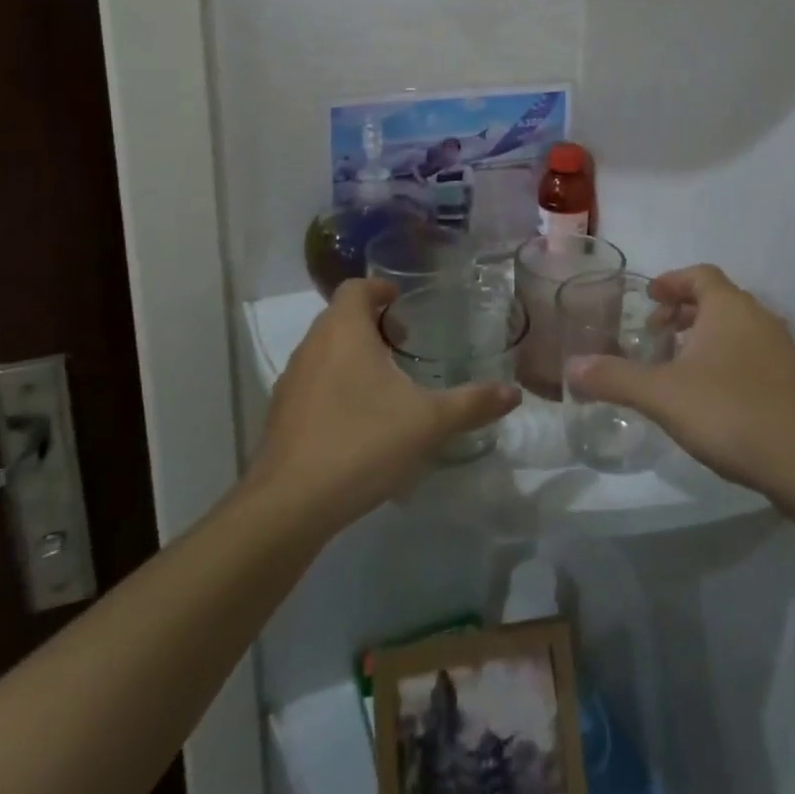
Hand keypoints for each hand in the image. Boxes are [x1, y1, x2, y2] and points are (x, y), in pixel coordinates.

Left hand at [248, 280, 520, 532]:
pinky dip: (335, 385)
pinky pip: (312, 383)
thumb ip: (472, 403)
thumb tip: (514, 393)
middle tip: (404, 343)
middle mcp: (312, 346)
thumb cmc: (361, 442)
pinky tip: (358, 420)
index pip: (356, 288)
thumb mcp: (428, 422)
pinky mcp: (280, 415)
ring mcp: (290, 381)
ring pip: (324, 351)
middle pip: (340, 317)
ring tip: (385, 383)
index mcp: (343, 331)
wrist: (289, 505)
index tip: (404, 304)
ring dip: (352, 355)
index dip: (380, 290)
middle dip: (371, 323)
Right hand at [566, 265, 794, 502]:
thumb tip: (571, 369)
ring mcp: (785, 350)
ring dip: (708, 336)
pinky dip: (731, 360)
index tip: (649, 299)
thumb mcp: (661, 395)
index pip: (699, 275)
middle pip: (719, 300)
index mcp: (729, 308)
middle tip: (658, 333)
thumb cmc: (729, 411)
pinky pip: (756, 355)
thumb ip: (615, 378)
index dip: (672, 282)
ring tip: (682, 365)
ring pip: (739, 328)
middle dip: (685, 311)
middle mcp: (760, 318)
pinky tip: (717, 396)